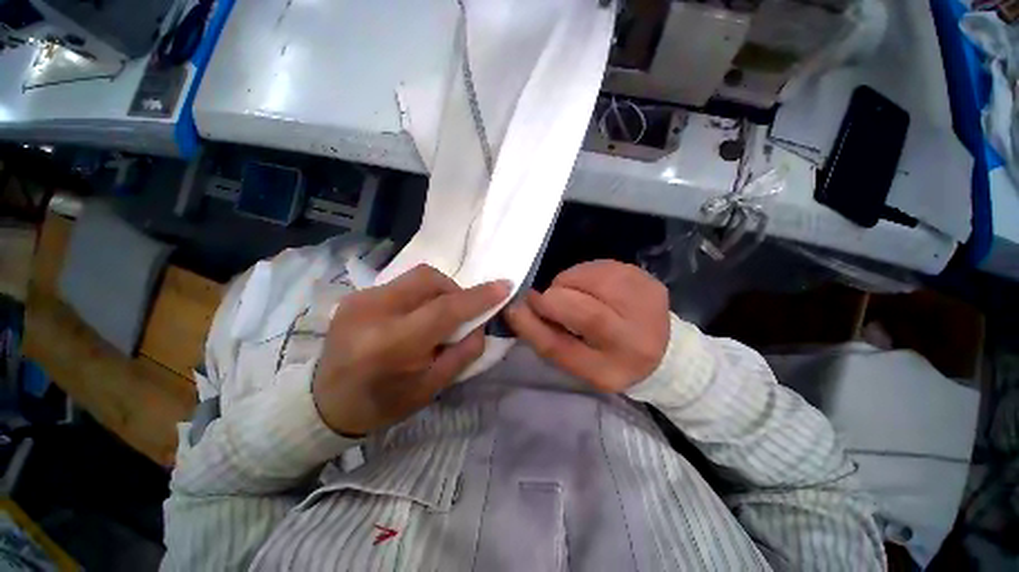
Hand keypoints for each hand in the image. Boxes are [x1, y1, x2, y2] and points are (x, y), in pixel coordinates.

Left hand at [312, 265, 509, 435]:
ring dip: (438, 291)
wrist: (326, 404)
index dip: (478, 297)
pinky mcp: (355, 295)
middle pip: (429, 279)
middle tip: (461, 312)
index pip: (444, 309)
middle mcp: (372, 312)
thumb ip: (464, 351)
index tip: (504, 287)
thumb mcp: (432, 386)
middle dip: (455, 290)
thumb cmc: (384, 403)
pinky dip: (420, 295)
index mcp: (391, 344)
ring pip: (416, 277)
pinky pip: (402, 284)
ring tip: (437, 315)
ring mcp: (359, 299)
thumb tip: (482, 322)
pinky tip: (415, 316)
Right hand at [504, 260, 669, 392]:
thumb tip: (515, 306)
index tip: (517, 306)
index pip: (561, 347)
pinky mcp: (648, 280)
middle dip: (554, 297)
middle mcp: (635, 340)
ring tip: (574, 294)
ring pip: (591, 279)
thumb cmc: (607, 358)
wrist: (662, 350)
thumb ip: (544, 337)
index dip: (532, 323)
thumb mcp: (575, 361)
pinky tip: (591, 286)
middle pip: (582, 310)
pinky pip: (601, 266)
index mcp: (609, 371)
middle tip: (548, 299)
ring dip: (569, 283)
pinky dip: (584, 273)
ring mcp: (646, 305)